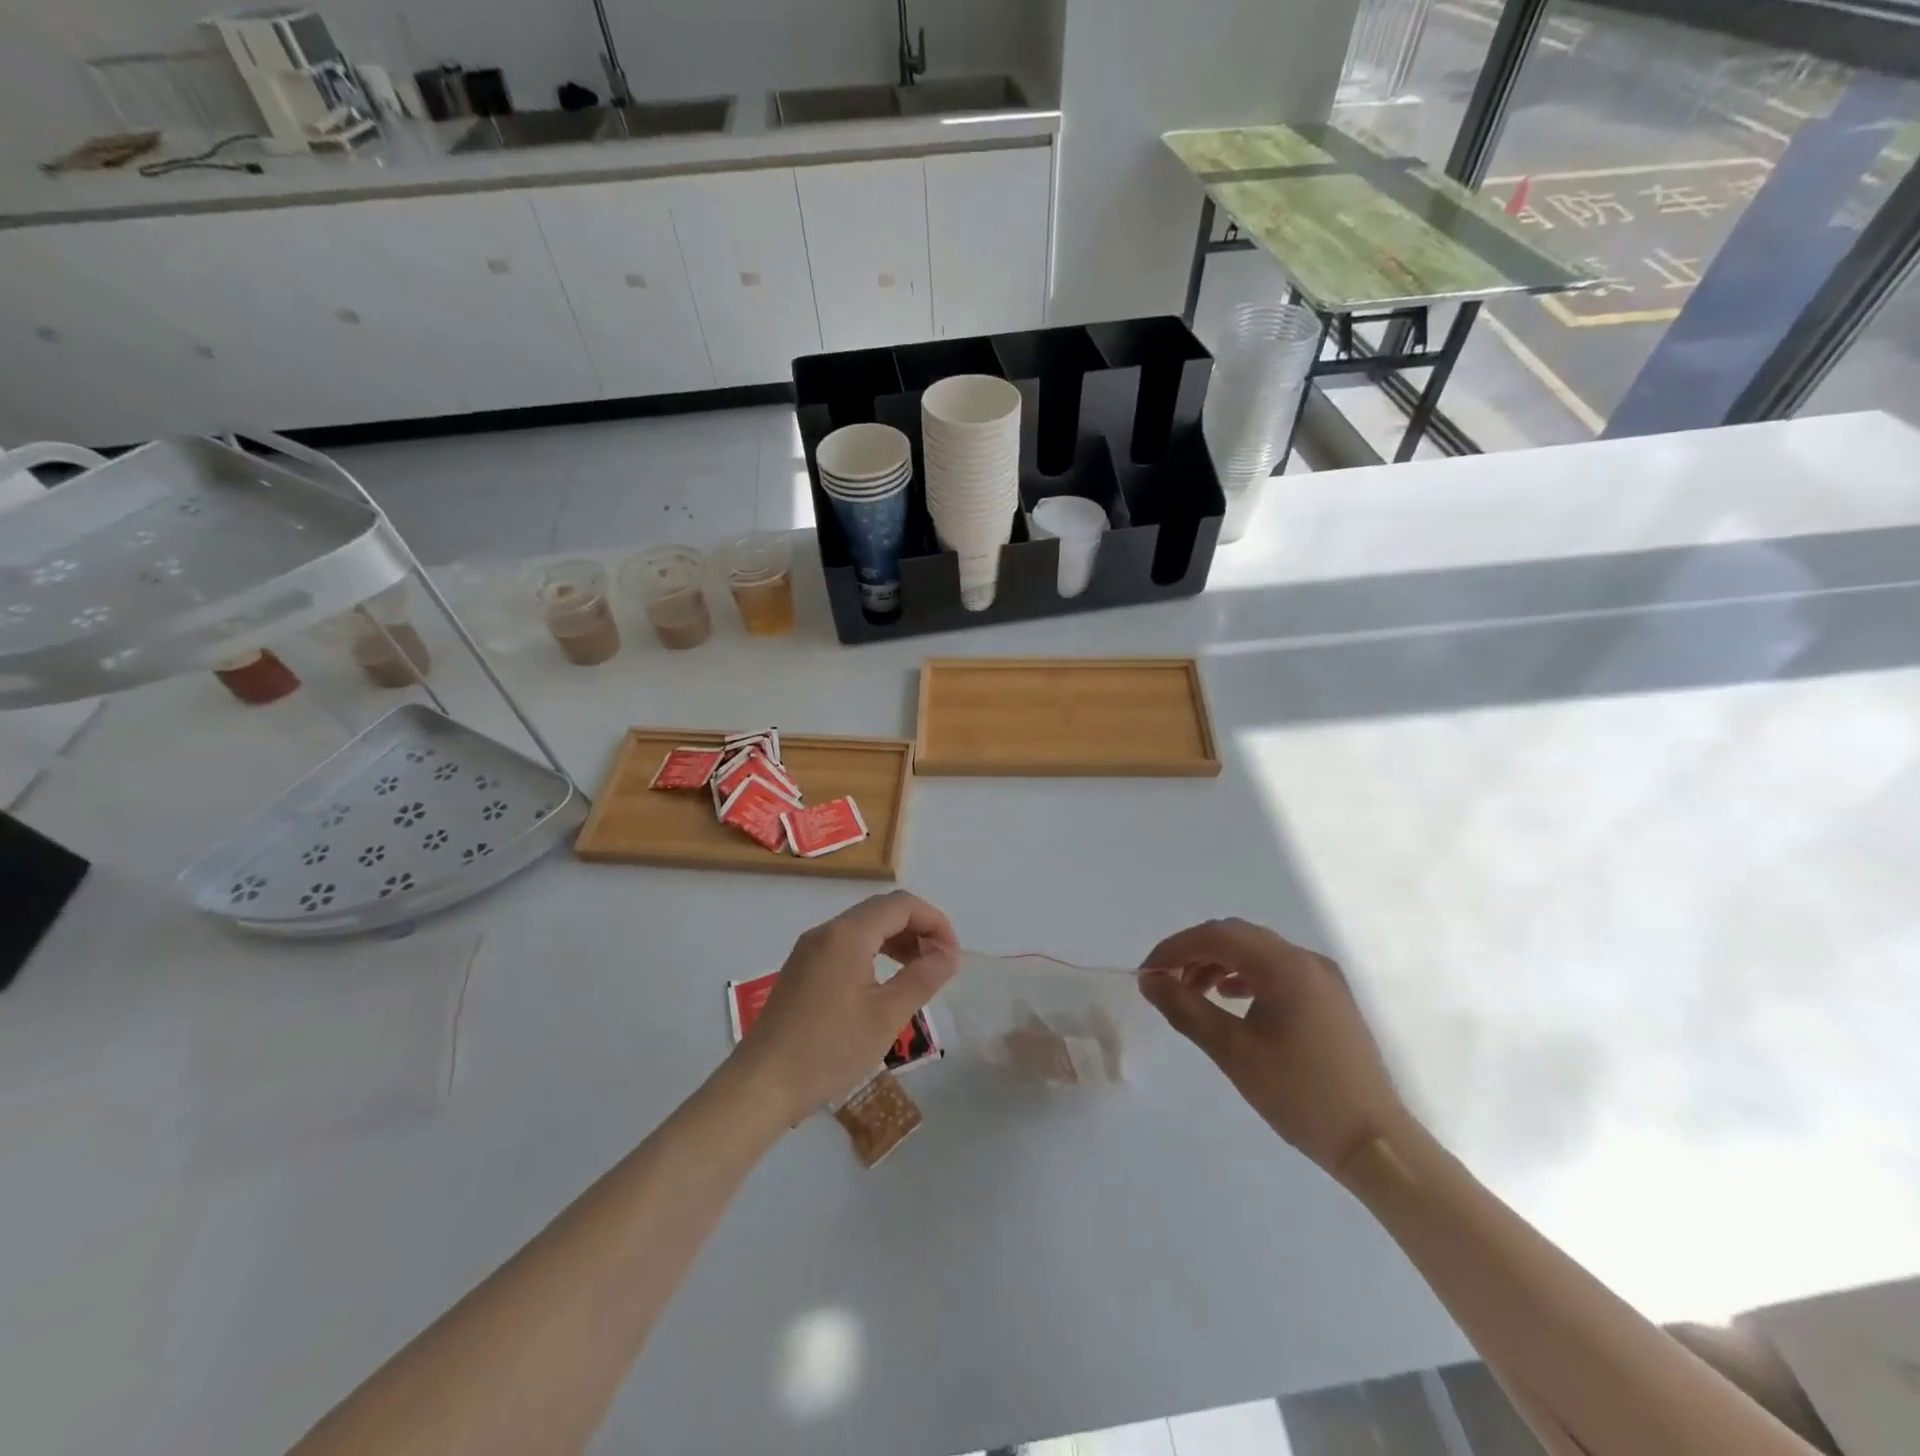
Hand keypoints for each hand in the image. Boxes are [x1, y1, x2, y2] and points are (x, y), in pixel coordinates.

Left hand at [736, 891, 960, 1120]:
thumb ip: (922, 978)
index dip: (934, 922)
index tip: (952, 955)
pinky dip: (874, 953)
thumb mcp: (886, 1016)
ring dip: (896, 941)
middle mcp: (826, 931)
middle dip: (917, 929)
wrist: (762, 1085)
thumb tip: (948, 954)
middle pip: (881, 911)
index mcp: (847, 934)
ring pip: (863, 928)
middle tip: (940, 963)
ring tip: (918, 973)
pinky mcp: (801, 970)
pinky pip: (846, 946)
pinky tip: (883, 984)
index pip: (901, 905)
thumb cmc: (829, 1049)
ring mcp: (809, 950)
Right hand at [1139, 919, 1409, 1175]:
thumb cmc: (1299, 1094)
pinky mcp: (1330, 998)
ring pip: (1256, 951)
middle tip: (1166, 982)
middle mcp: (1305, 959)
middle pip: (1236, 936)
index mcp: (1284, 965)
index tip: (1147, 974)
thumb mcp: (1232, 1051)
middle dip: (1194, 953)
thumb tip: (1149, 980)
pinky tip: (1230, 1000)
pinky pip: (1277, 970)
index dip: (1174, 948)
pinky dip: (1245, 976)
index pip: (1216, 936)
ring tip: (1192, 993)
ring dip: (1218, 963)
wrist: (1374, 1143)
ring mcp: (1322, 977)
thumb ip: (1185, 1008)